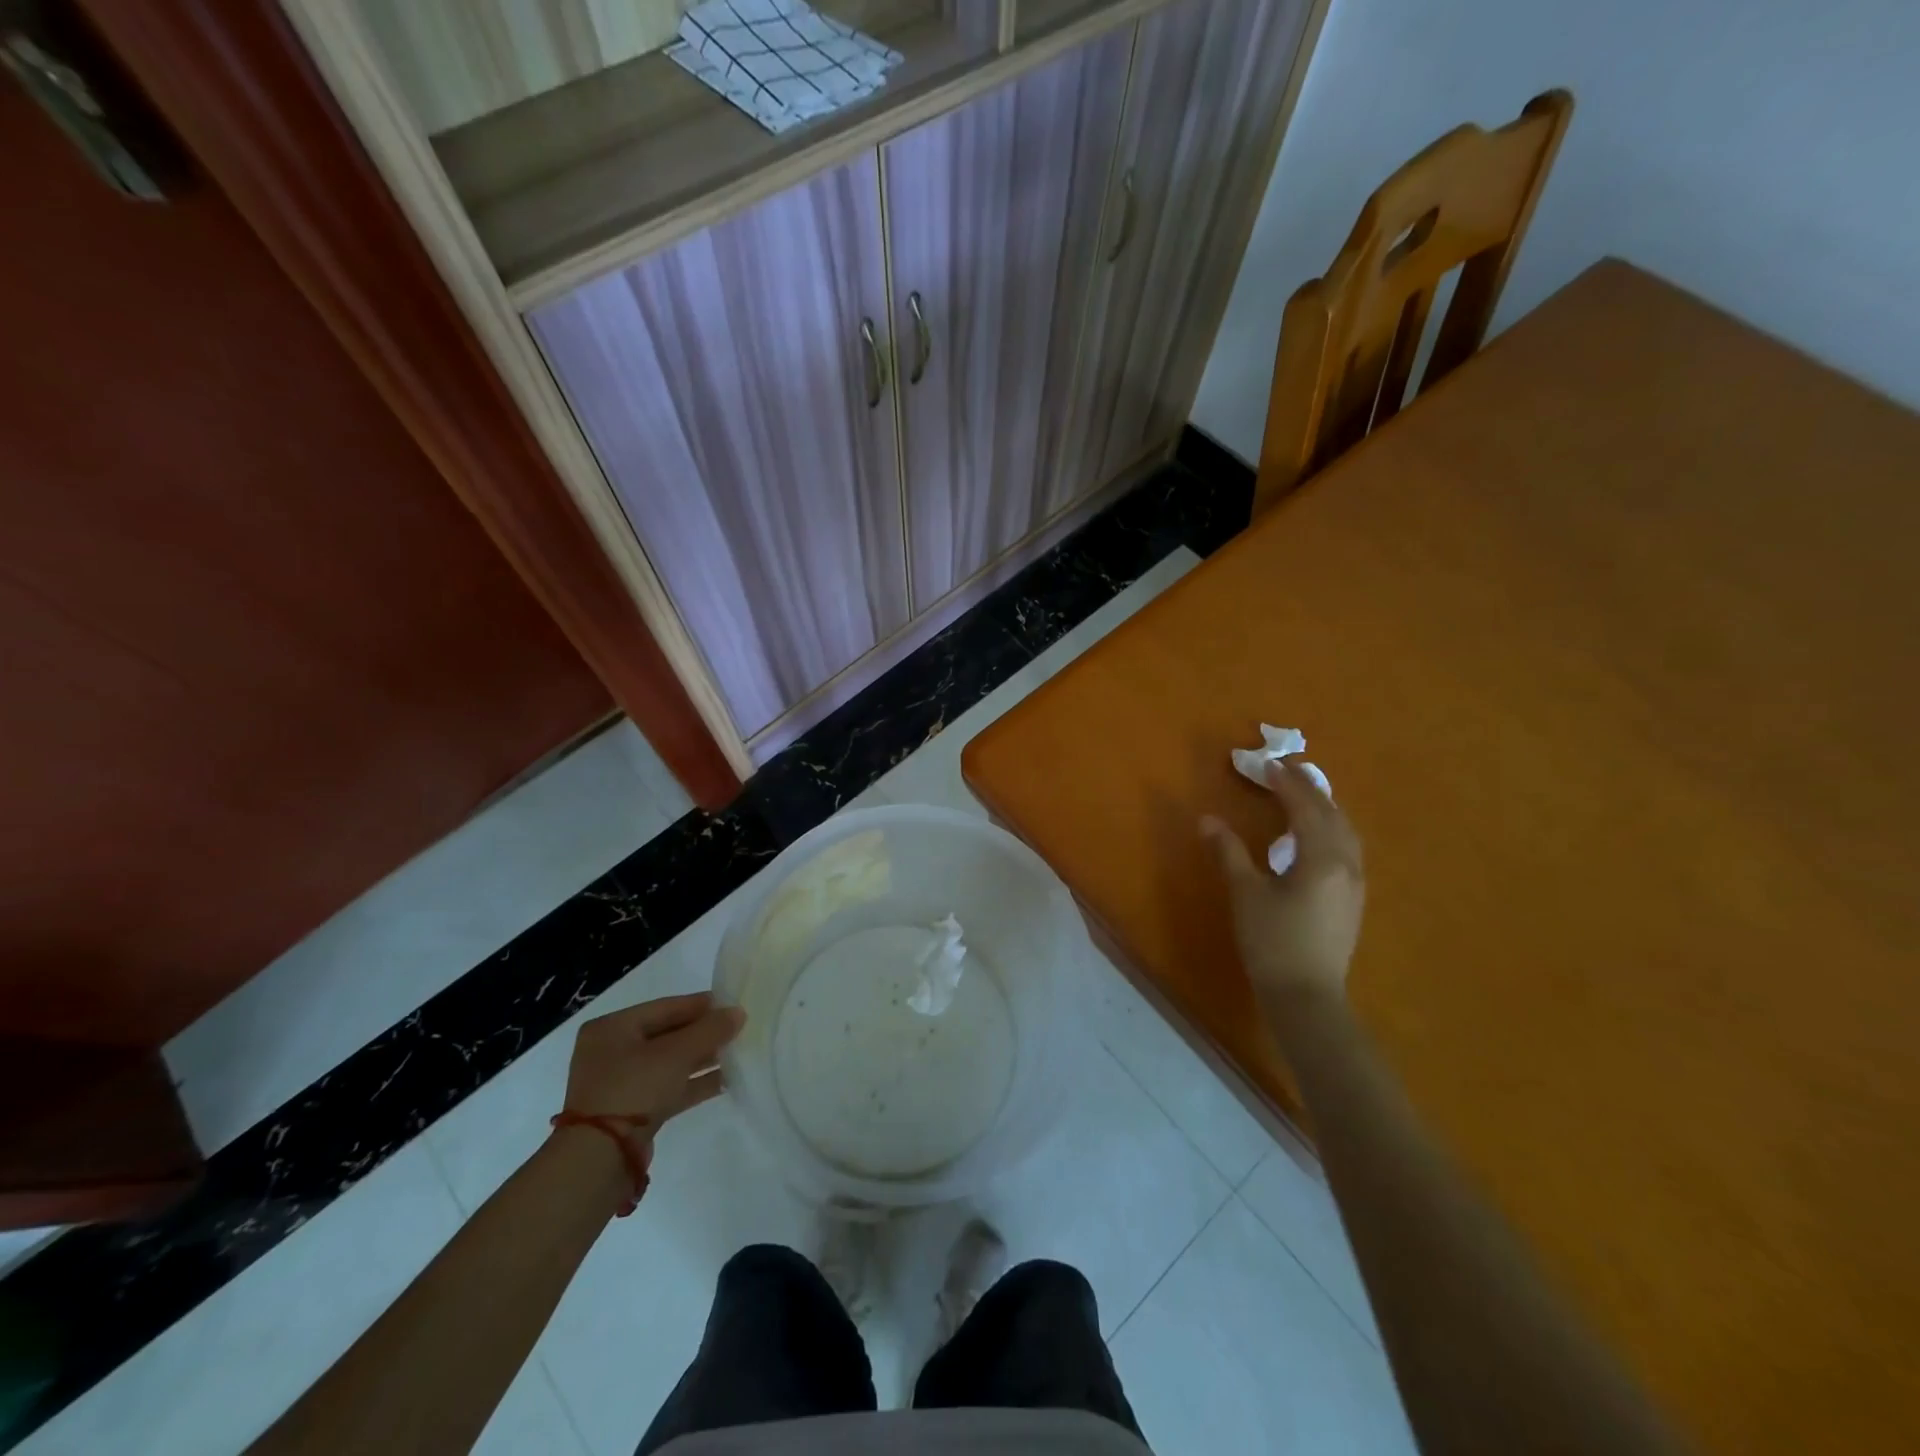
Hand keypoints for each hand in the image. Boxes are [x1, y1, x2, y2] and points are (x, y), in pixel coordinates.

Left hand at [560, 992, 744, 1143]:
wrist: (599, 1159)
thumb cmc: (633, 1089)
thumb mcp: (675, 1053)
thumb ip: (709, 1030)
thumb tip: (738, 1012)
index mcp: (611, 1029)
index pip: (664, 1007)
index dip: (699, 1005)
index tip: (731, 1004)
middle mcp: (612, 1052)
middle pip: (667, 1035)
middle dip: (703, 1034)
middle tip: (737, 1029)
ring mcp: (620, 1084)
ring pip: (670, 1063)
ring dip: (702, 1059)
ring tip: (737, 1053)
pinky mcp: (631, 1112)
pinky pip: (668, 1088)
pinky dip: (694, 1083)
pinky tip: (725, 1080)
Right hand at [1202, 757, 1364, 1008]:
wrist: (1306, 996)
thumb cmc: (1273, 942)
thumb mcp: (1246, 894)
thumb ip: (1229, 852)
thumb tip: (1208, 820)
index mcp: (1322, 857)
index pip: (1306, 807)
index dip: (1285, 783)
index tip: (1265, 765)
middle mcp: (1347, 864)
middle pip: (1332, 814)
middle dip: (1308, 789)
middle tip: (1283, 773)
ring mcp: (1355, 883)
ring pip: (1345, 831)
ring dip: (1323, 808)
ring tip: (1301, 796)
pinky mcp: (1353, 900)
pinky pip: (1347, 848)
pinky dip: (1330, 829)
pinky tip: (1315, 836)